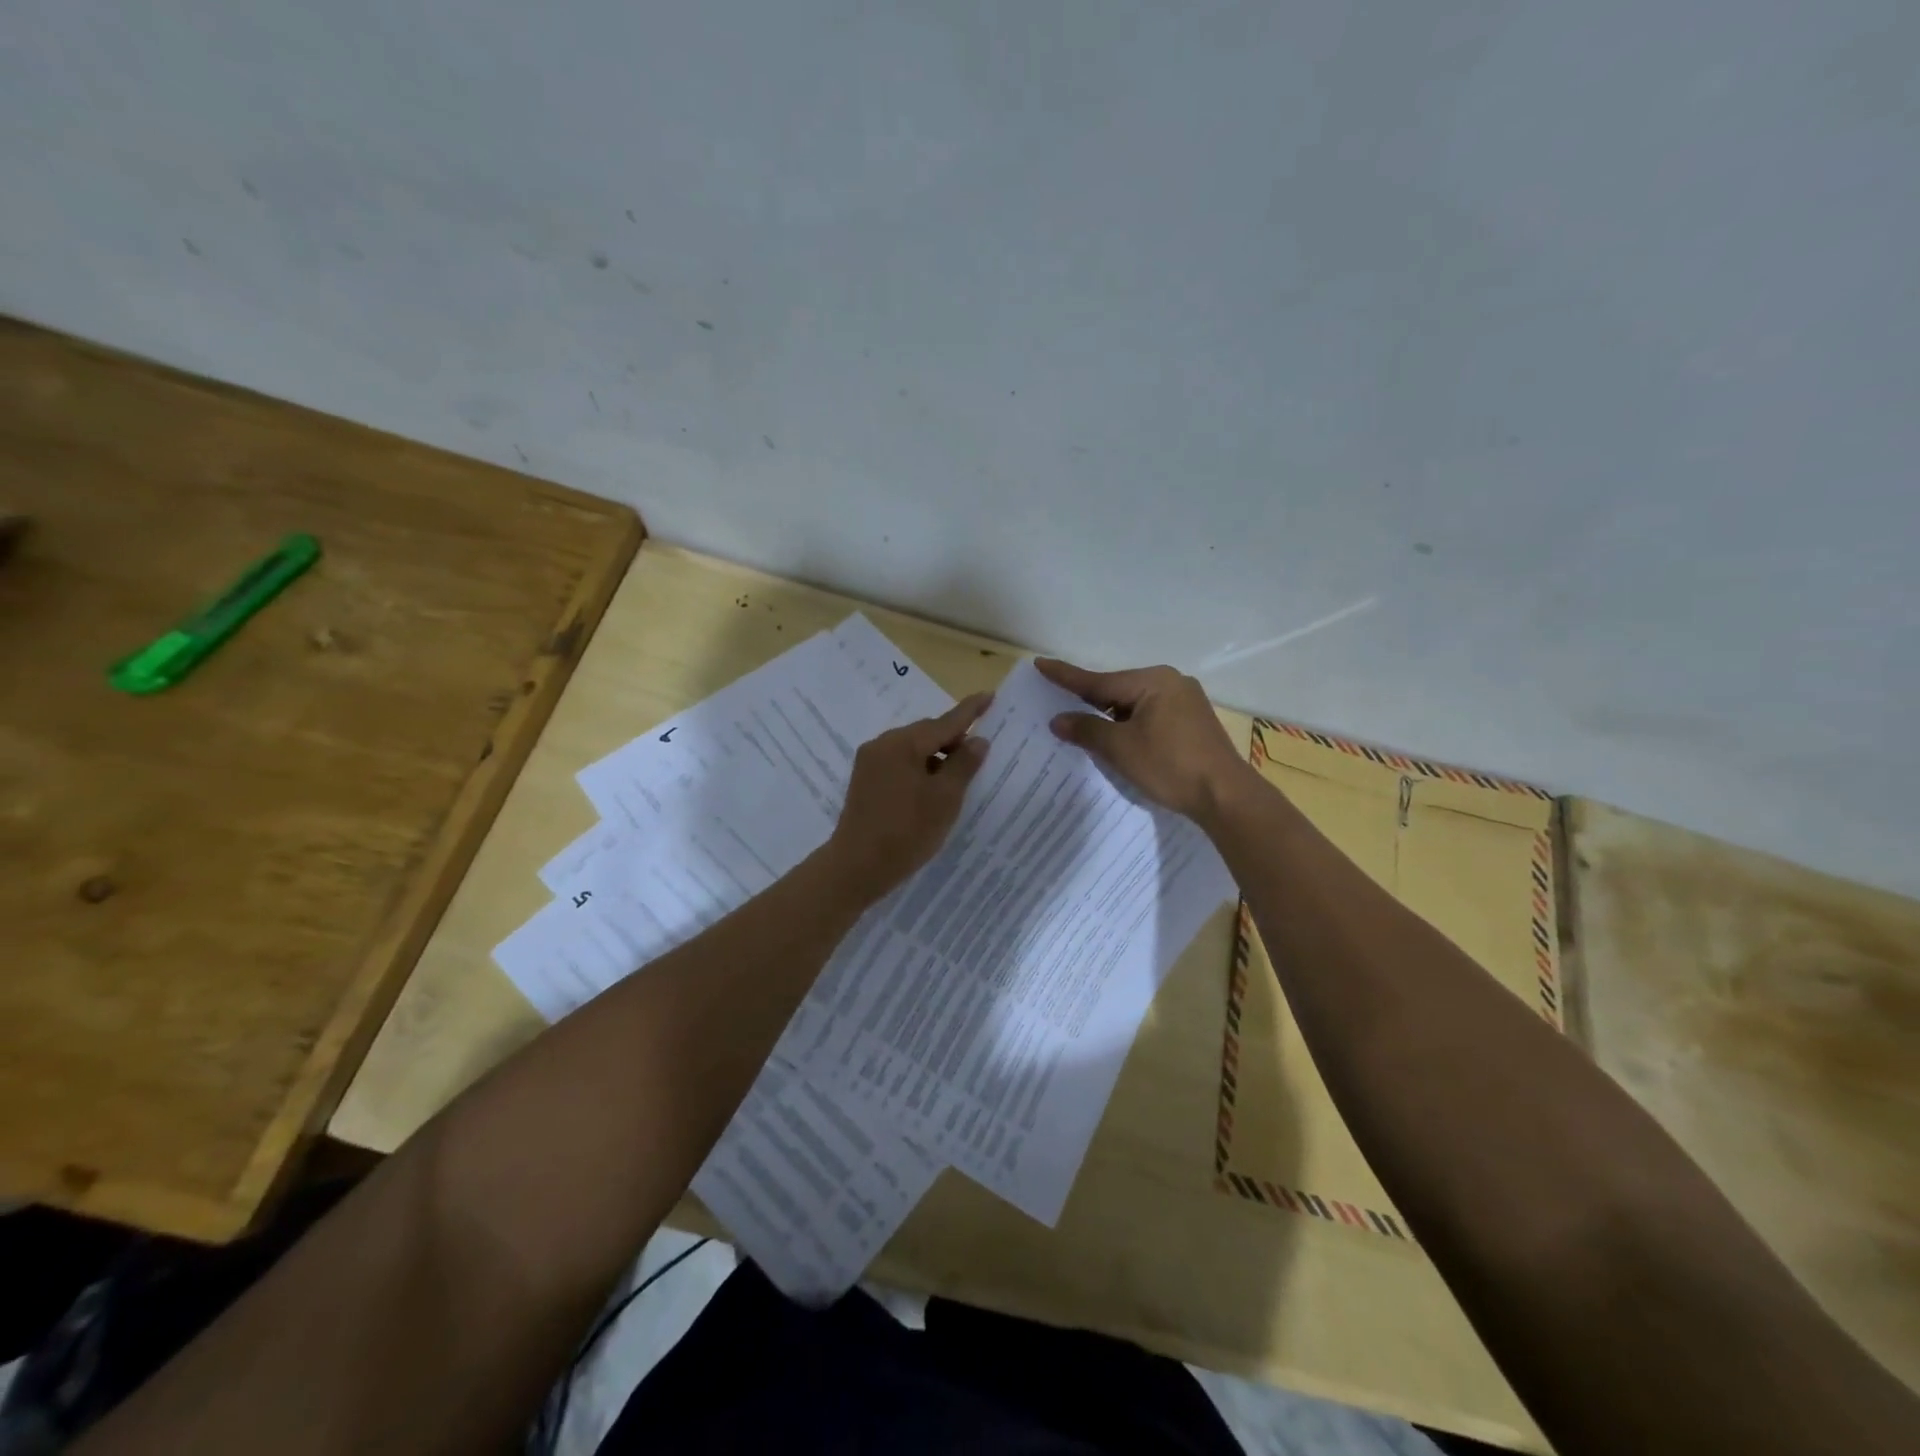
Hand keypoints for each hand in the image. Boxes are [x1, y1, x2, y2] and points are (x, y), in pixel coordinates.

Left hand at [826, 692, 992, 900]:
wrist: (857, 866)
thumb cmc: (906, 831)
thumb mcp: (945, 798)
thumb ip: (964, 764)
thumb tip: (977, 740)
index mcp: (903, 743)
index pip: (945, 722)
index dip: (970, 711)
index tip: (990, 695)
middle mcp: (882, 744)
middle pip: (927, 733)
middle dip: (953, 741)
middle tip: (979, 757)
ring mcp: (870, 762)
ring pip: (913, 749)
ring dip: (936, 758)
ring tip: (957, 781)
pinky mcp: (865, 780)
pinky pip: (899, 763)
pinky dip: (920, 769)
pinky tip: (931, 790)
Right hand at [1037, 659, 1249, 821]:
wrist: (1226, 796)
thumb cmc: (1170, 766)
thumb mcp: (1121, 749)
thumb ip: (1087, 730)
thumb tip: (1058, 720)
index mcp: (1153, 681)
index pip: (1098, 680)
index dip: (1066, 676)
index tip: (1041, 664)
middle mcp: (1171, 683)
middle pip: (1117, 690)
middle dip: (1088, 700)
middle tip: (1057, 700)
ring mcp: (1186, 702)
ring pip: (1134, 705)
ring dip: (1109, 716)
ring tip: (1082, 725)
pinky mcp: (1193, 723)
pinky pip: (1150, 716)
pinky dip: (1129, 725)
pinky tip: (1117, 738)